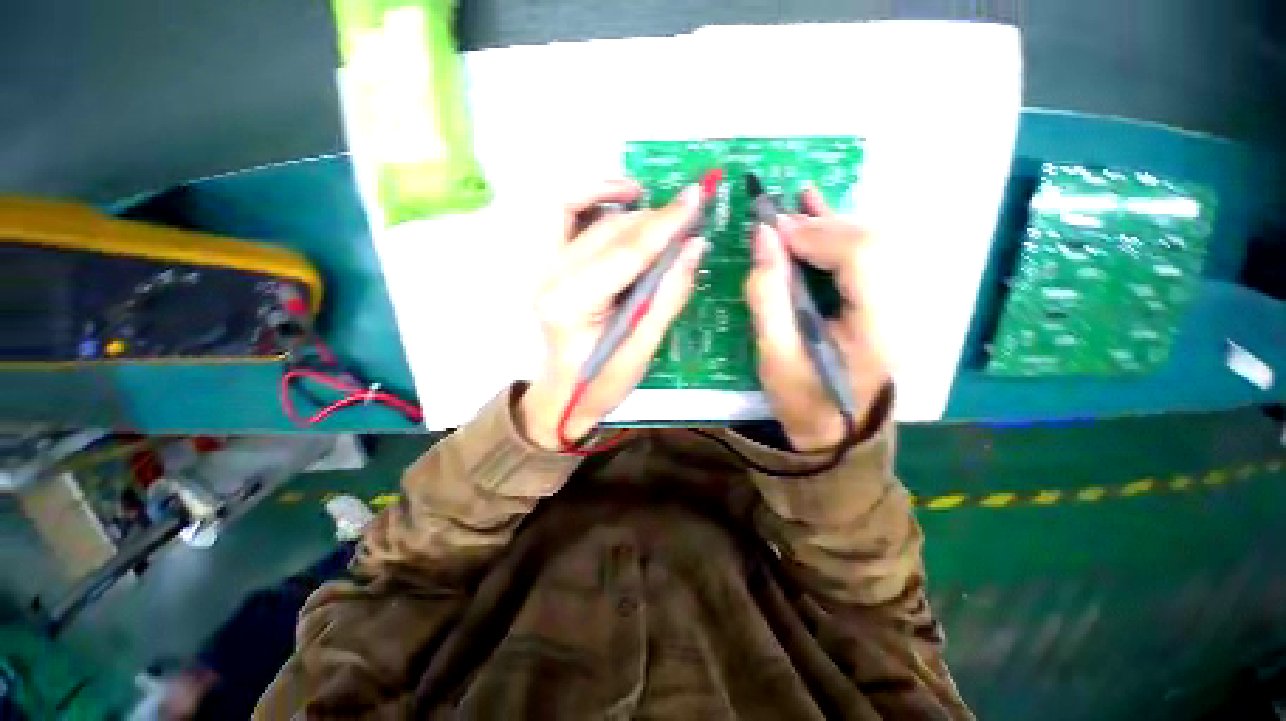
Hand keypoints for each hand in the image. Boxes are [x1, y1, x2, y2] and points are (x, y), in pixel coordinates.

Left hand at [518, 181, 707, 449]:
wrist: (563, 395)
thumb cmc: (602, 382)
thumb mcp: (642, 348)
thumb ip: (668, 294)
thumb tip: (693, 246)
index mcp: (572, 305)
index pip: (625, 253)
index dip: (664, 225)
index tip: (696, 197)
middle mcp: (550, 277)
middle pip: (607, 231)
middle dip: (652, 219)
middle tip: (687, 219)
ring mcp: (542, 268)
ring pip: (578, 210)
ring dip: (617, 199)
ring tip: (651, 202)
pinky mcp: (546, 265)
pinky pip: (563, 215)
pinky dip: (590, 200)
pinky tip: (619, 202)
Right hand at [744, 187, 889, 451]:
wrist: (834, 430)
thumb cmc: (801, 399)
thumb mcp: (774, 354)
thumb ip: (767, 295)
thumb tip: (764, 238)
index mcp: (877, 328)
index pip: (861, 257)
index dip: (816, 235)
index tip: (773, 231)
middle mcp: (899, 309)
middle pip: (871, 243)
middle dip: (820, 226)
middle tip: (776, 223)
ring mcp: (897, 304)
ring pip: (871, 244)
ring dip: (829, 223)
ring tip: (795, 206)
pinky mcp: (883, 303)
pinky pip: (866, 257)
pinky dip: (839, 232)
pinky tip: (820, 208)